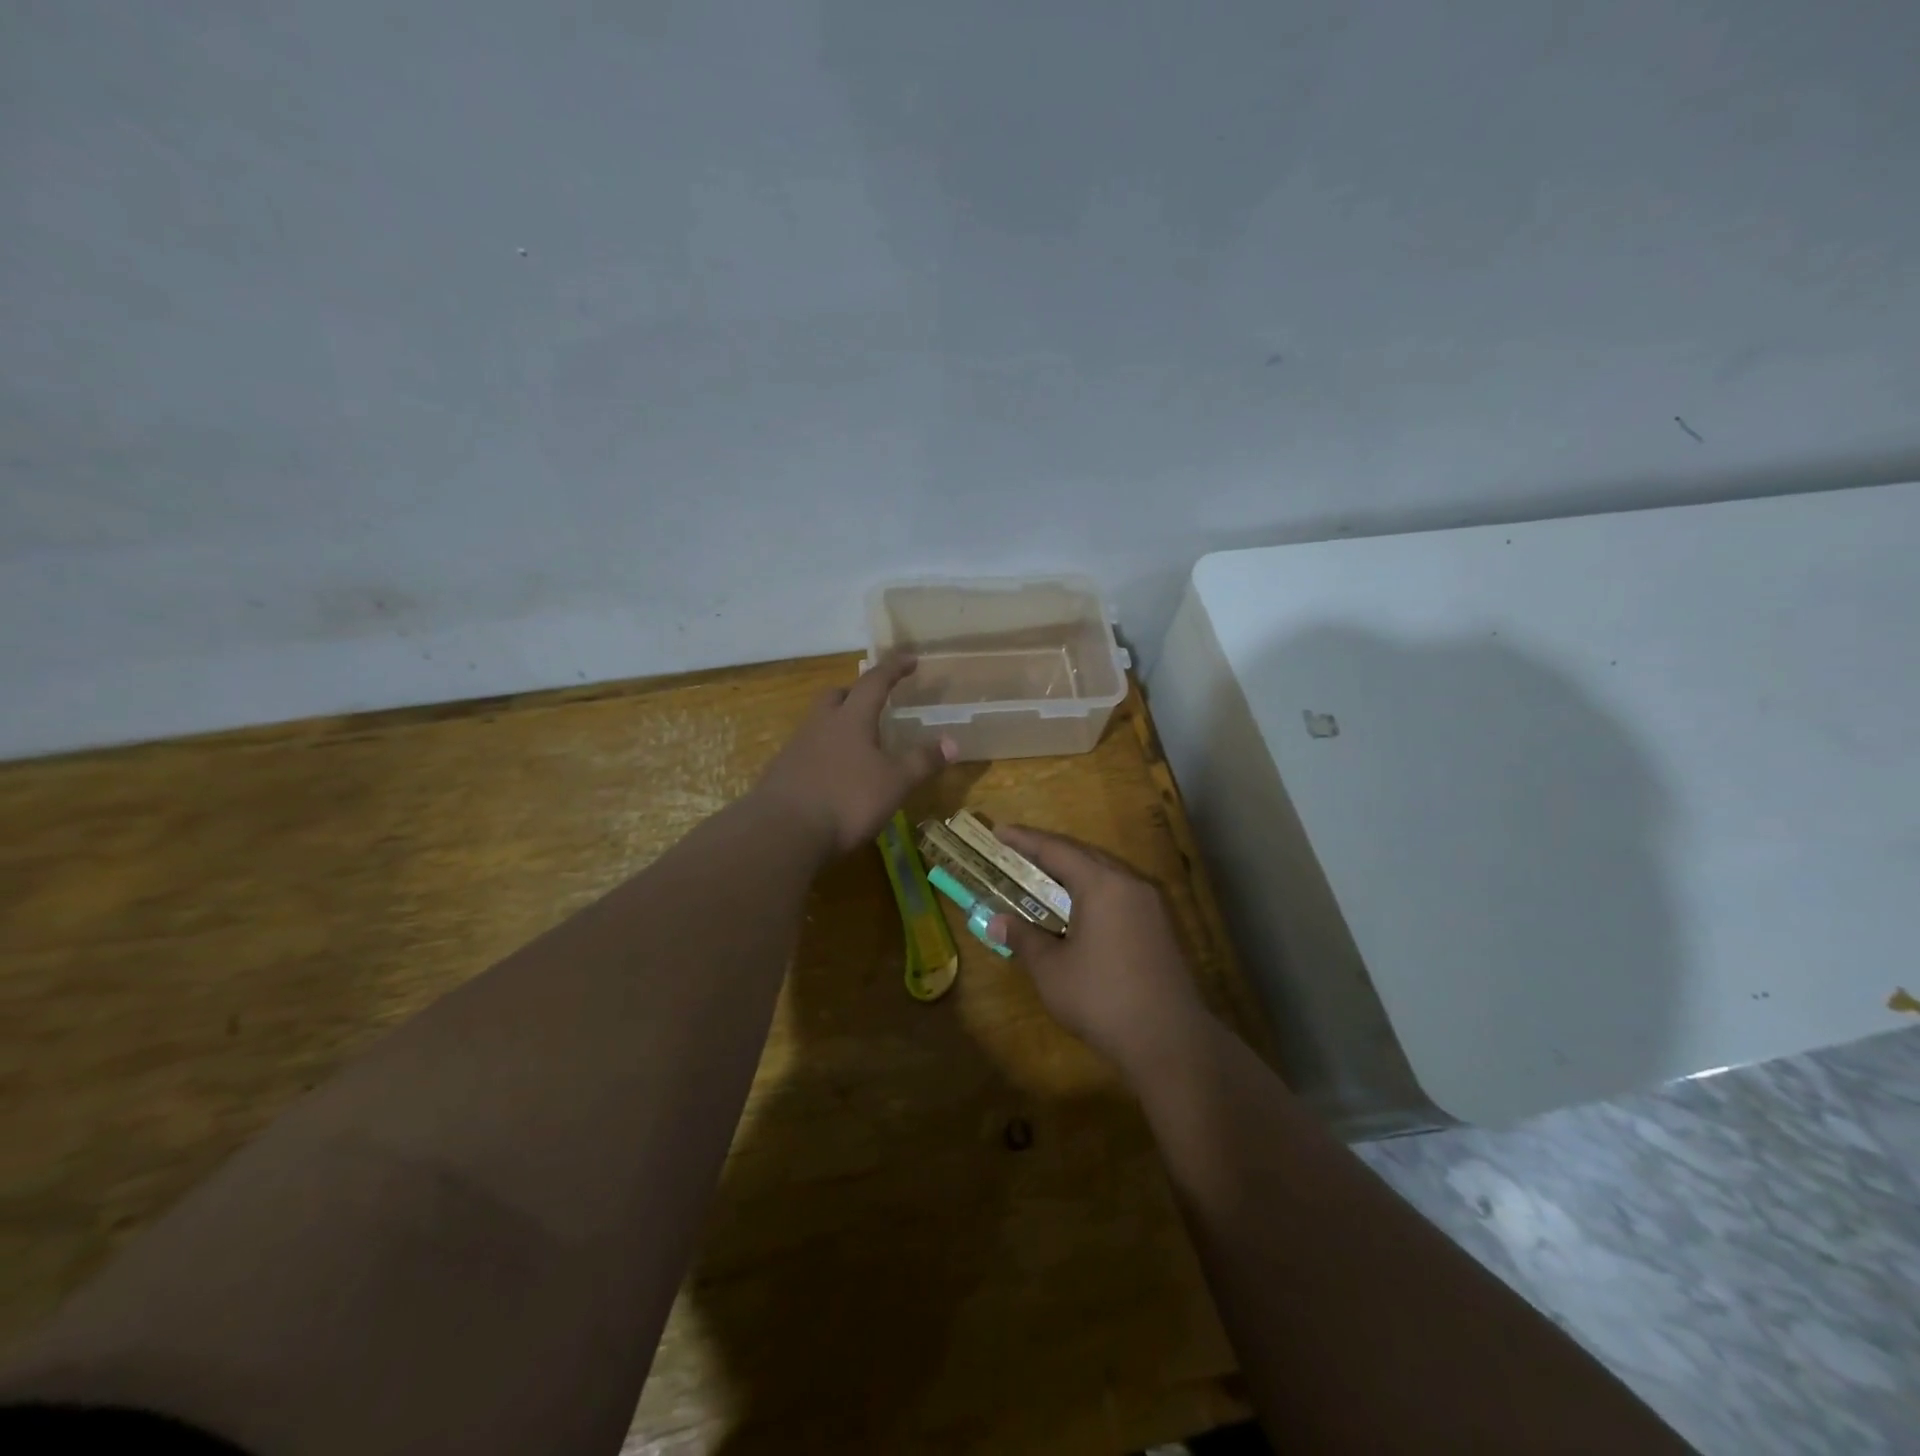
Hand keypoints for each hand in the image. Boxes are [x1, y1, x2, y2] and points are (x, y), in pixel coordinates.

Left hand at [751, 653, 956, 856]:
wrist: (782, 832)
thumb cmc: (847, 800)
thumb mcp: (894, 783)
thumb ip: (922, 761)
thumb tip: (953, 742)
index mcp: (851, 719)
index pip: (874, 682)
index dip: (894, 668)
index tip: (909, 659)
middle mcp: (821, 724)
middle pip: (836, 696)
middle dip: (855, 693)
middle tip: (873, 702)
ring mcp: (796, 748)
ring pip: (819, 723)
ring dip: (838, 725)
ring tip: (857, 743)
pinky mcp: (781, 773)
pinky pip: (807, 751)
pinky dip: (824, 753)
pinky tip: (834, 774)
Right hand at [988, 827, 1211, 1078]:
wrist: (1169, 1039)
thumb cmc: (1101, 998)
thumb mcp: (1051, 969)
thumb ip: (1024, 938)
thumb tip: (997, 922)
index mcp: (1102, 884)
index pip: (1056, 850)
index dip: (1025, 840)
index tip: (999, 832)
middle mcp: (1129, 883)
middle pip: (1084, 855)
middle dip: (1049, 851)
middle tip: (1016, 852)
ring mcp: (1150, 904)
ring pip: (1105, 872)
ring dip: (1073, 870)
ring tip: (1043, 876)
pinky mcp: (1160, 926)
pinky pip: (1119, 892)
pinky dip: (1092, 890)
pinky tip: (1078, 908)